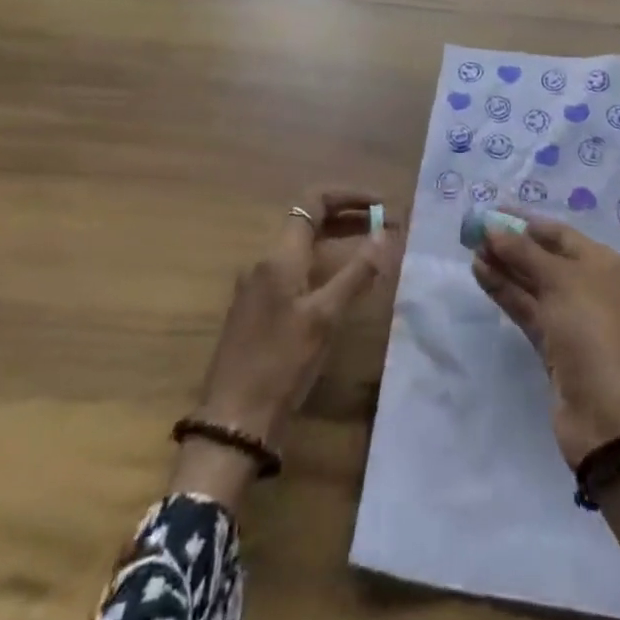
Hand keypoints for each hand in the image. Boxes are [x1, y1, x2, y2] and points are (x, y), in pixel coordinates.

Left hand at [194, 189, 395, 442]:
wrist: (233, 422)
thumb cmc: (281, 364)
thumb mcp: (325, 318)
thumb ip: (357, 272)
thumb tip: (386, 234)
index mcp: (279, 255)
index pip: (314, 202)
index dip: (349, 196)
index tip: (381, 205)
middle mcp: (265, 262)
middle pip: (309, 222)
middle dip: (348, 218)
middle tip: (386, 228)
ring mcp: (258, 286)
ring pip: (303, 248)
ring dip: (338, 242)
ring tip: (372, 252)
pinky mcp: (258, 310)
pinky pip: (295, 271)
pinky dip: (324, 265)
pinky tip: (344, 286)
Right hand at [472, 214, 619, 467]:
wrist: (605, 412)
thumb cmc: (590, 330)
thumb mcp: (559, 281)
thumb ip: (523, 252)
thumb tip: (493, 228)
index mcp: (602, 264)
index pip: (559, 234)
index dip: (525, 221)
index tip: (492, 211)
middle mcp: (589, 286)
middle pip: (544, 257)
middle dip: (511, 244)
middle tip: (474, 232)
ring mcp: (571, 317)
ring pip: (532, 283)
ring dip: (504, 267)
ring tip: (471, 251)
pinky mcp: (553, 345)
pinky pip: (527, 308)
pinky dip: (505, 292)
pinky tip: (481, 275)